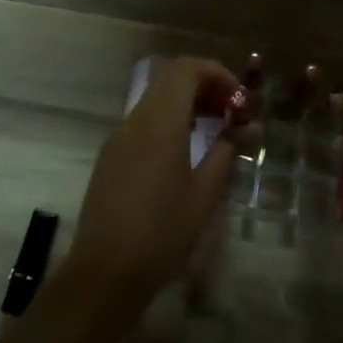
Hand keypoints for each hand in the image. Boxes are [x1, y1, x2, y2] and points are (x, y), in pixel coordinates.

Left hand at [66, 56, 240, 307]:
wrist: (104, 273)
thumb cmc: (161, 234)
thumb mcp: (203, 196)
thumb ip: (223, 155)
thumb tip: (238, 133)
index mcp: (160, 124)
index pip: (185, 69)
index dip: (217, 73)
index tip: (239, 101)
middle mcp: (135, 121)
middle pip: (169, 78)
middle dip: (204, 85)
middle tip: (231, 111)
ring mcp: (118, 138)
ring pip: (155, 99)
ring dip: (186, 103)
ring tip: (215, 129)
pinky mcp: (110, 156)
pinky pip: (143, 122)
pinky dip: (169, 121)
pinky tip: (185, 151)